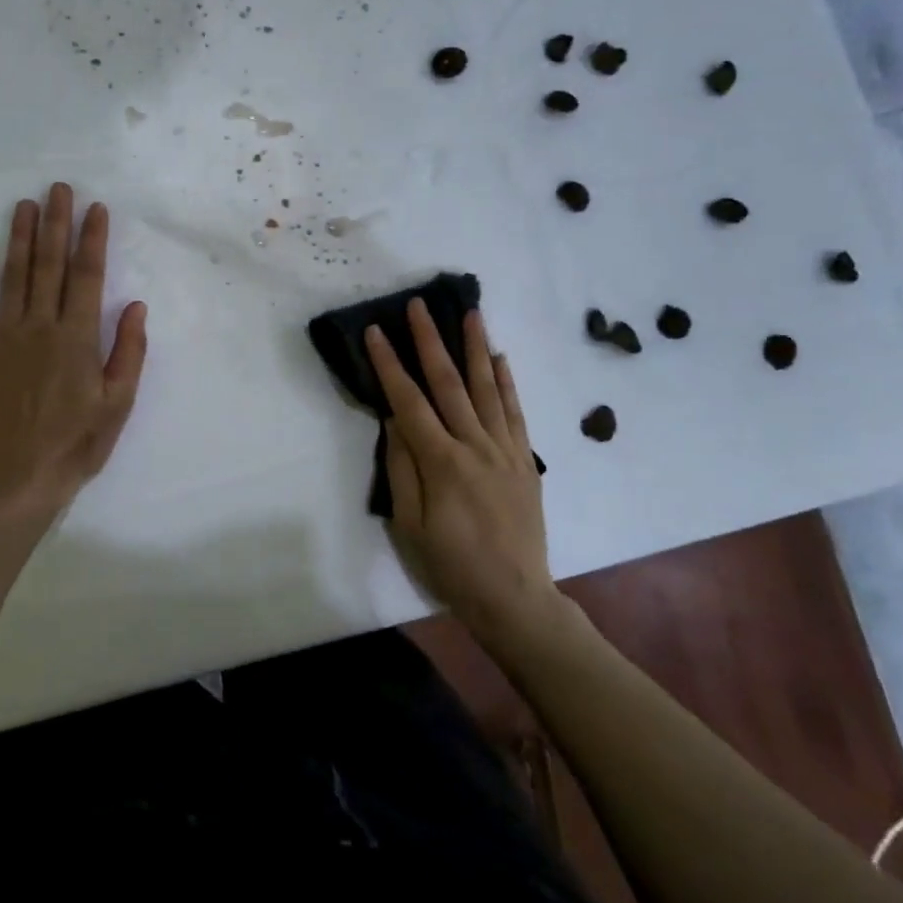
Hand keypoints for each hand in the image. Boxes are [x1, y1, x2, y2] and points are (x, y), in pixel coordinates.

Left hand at [0, 184, 147, 522]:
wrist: (18, 480)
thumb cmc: (77, 444)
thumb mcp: (118, 403)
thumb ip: (128, 352)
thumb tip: (135, 305)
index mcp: (77, 338)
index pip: (87, 277)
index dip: (92, 240)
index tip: (95, 209)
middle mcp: (40, 328)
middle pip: (49, 266)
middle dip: (56, 224)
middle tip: (58, 188)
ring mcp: (4, 339)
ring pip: (13, 278)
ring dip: (18, 239)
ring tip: (24, 205)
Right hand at [365, 301, 553, 636]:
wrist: (515, 597)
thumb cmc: (452, 565)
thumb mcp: (410, 525)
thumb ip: (402, 468)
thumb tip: (393, 420)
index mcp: (442, 463)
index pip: (409, 402)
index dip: (390, 364)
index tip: (377, 331)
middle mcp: (475, 446)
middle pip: (449, 383)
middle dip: (430, 341)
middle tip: (419, 305)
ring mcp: (505, 450)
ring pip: (488, 388)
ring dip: (476, 347)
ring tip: (470, 312)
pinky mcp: (525, 460)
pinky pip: (516, 413)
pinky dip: (508, 383)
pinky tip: (500, 358)